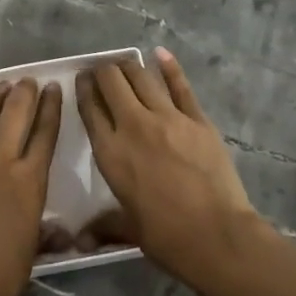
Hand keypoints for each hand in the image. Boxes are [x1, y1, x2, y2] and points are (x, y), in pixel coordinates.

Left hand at [0, 79, 60, 295]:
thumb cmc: (0, 275)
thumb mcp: (33, 254)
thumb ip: (45, 235)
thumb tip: (63, 235)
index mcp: (28, 180)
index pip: (45, 134)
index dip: (50, 108)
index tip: (53, 87)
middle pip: (14, 117)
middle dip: (23, 94)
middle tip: (26, 80)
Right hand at [76, 48, 259, 283]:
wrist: (217, 236)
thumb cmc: (166, 236)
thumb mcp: (128, 229)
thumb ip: (103, 225)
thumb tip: (79, 242)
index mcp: (111, 152)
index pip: (90, 109)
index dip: (83, 89)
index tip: (82, 80)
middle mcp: (134, 126)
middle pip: (112, 83)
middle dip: (103, 72)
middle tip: (102, 71)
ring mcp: (168, 118)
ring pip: (142, 78)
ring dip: (129, 66)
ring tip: (124, 62)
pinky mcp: (197, 119)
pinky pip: (180, 86)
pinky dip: (169, 66)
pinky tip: (160, 53)